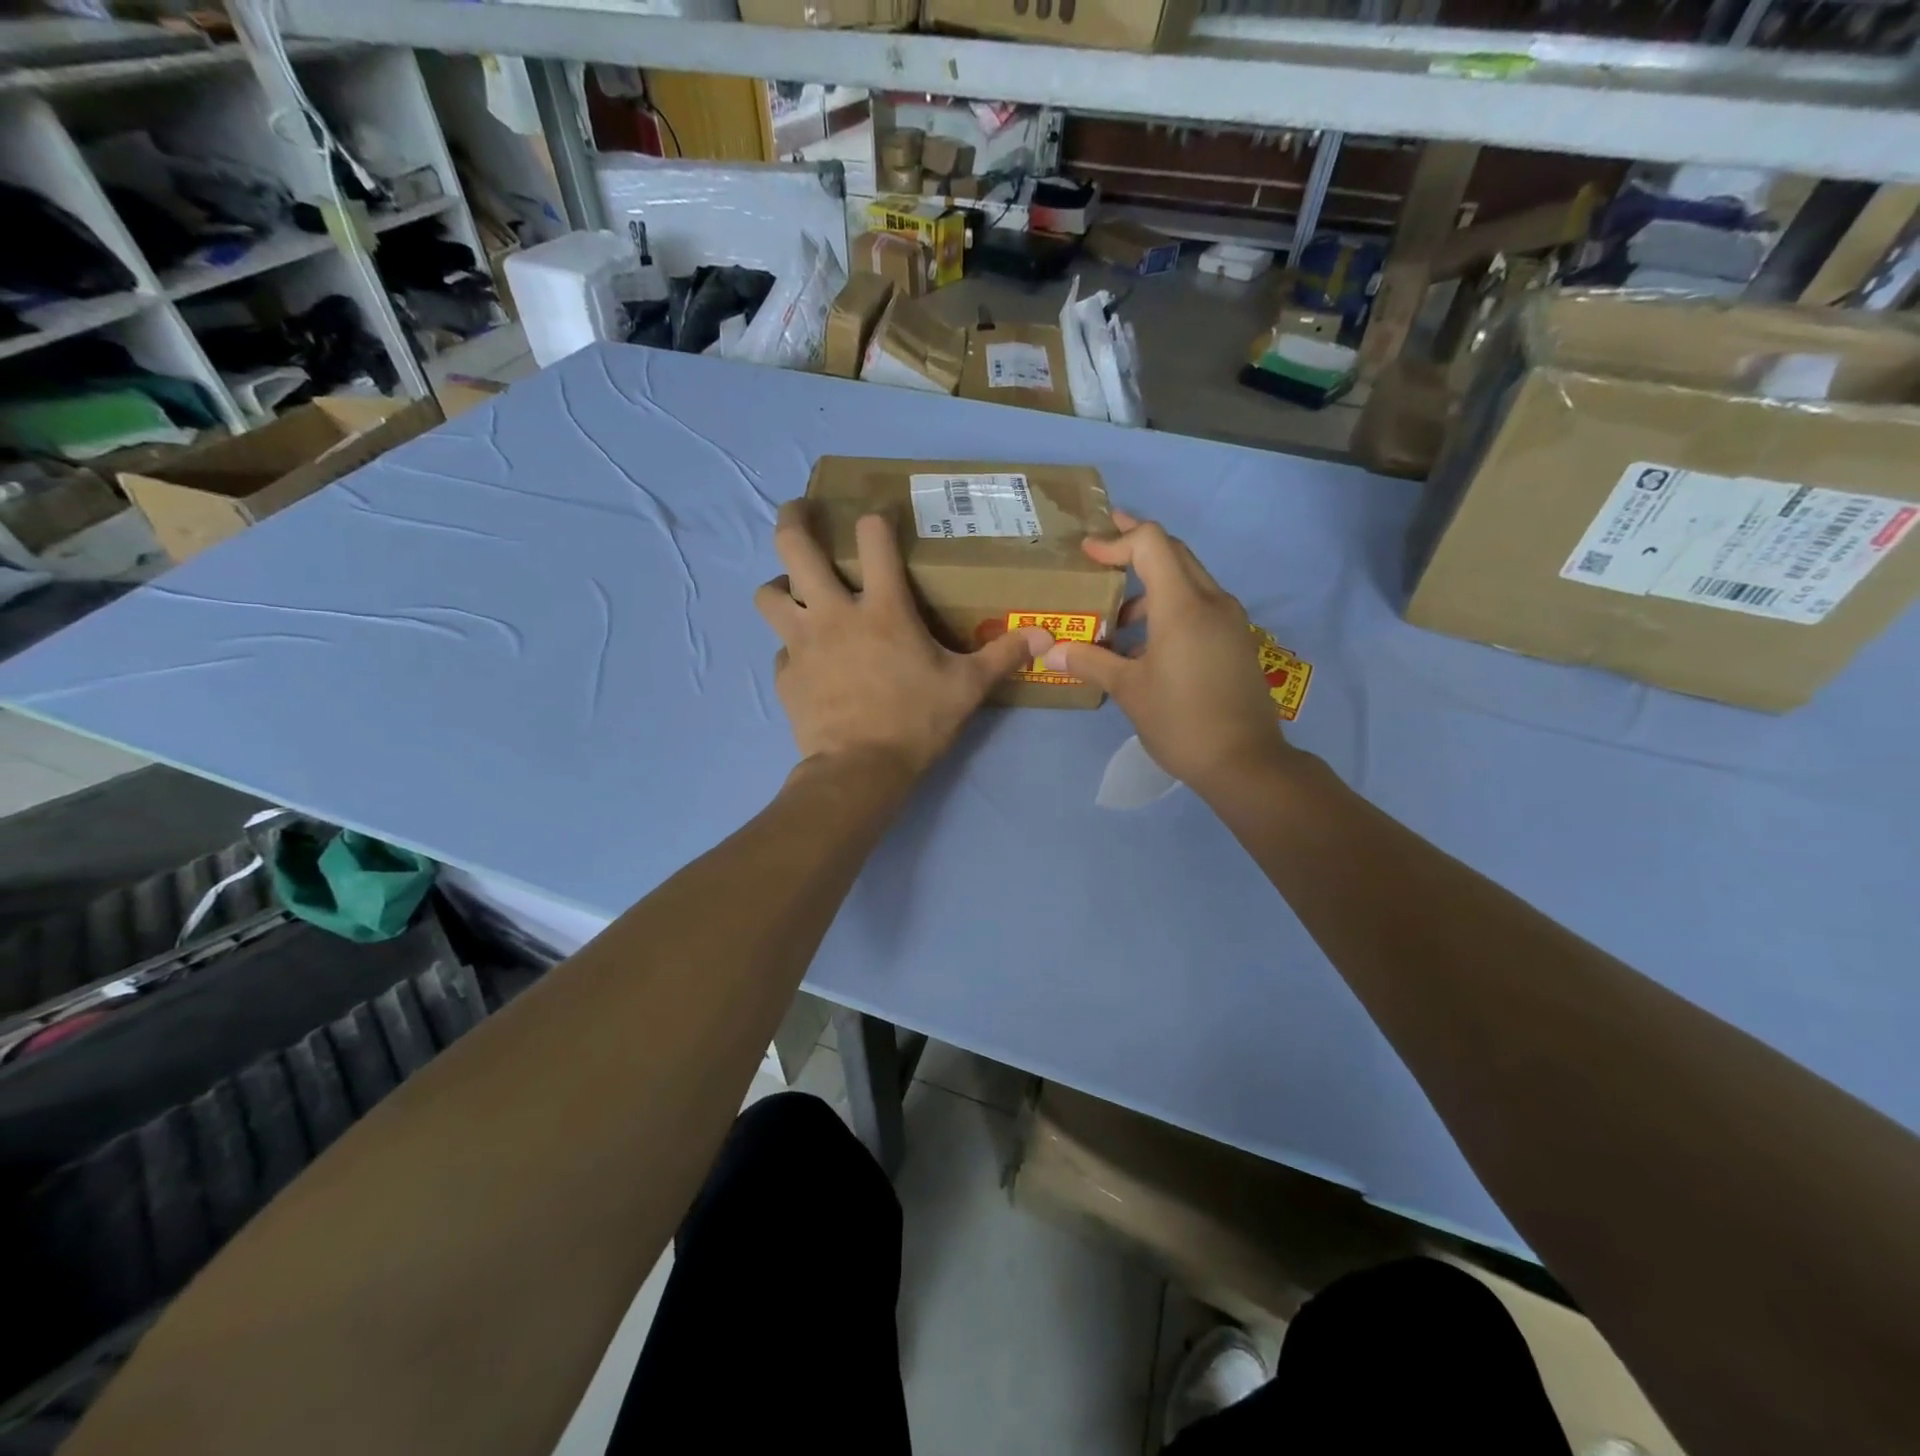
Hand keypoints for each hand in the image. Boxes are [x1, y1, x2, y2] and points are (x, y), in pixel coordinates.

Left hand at [755, 501, 1054, 780]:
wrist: (859, 770)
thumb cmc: (916, 721)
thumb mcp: (967, 688)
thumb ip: (1003, 656)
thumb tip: (1047, 636)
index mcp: (883, 608)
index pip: (874, 539)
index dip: (876, 521)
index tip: (878, 520)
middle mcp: (833, 612)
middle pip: (794, 547)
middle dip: (794, 519)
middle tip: (800, 511)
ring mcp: (802, 643)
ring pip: (768, 594)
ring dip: (779, 586)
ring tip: (794, 593)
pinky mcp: (785, 675)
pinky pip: (779, 650)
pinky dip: (791, 649)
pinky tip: (808, 662)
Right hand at [1041, 510, 1290, 796]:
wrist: (1245, 762)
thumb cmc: (1181, 721)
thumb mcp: (1128, 690)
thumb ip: (1090, 661)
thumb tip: (1052, 651)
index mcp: (1183, 606)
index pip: (1151, 543)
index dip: (1117, 539)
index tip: (1088, 551)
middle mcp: (1212, 601)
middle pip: (1173, 553)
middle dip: (1135, 547)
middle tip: (1100, 553)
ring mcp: (1229, 620)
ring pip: (1187, 580)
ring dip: (1151, 586)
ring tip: (1116, 620)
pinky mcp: (1236, 640)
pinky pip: (1199, 606)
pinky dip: (1169, 608)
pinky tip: (1145, 646)